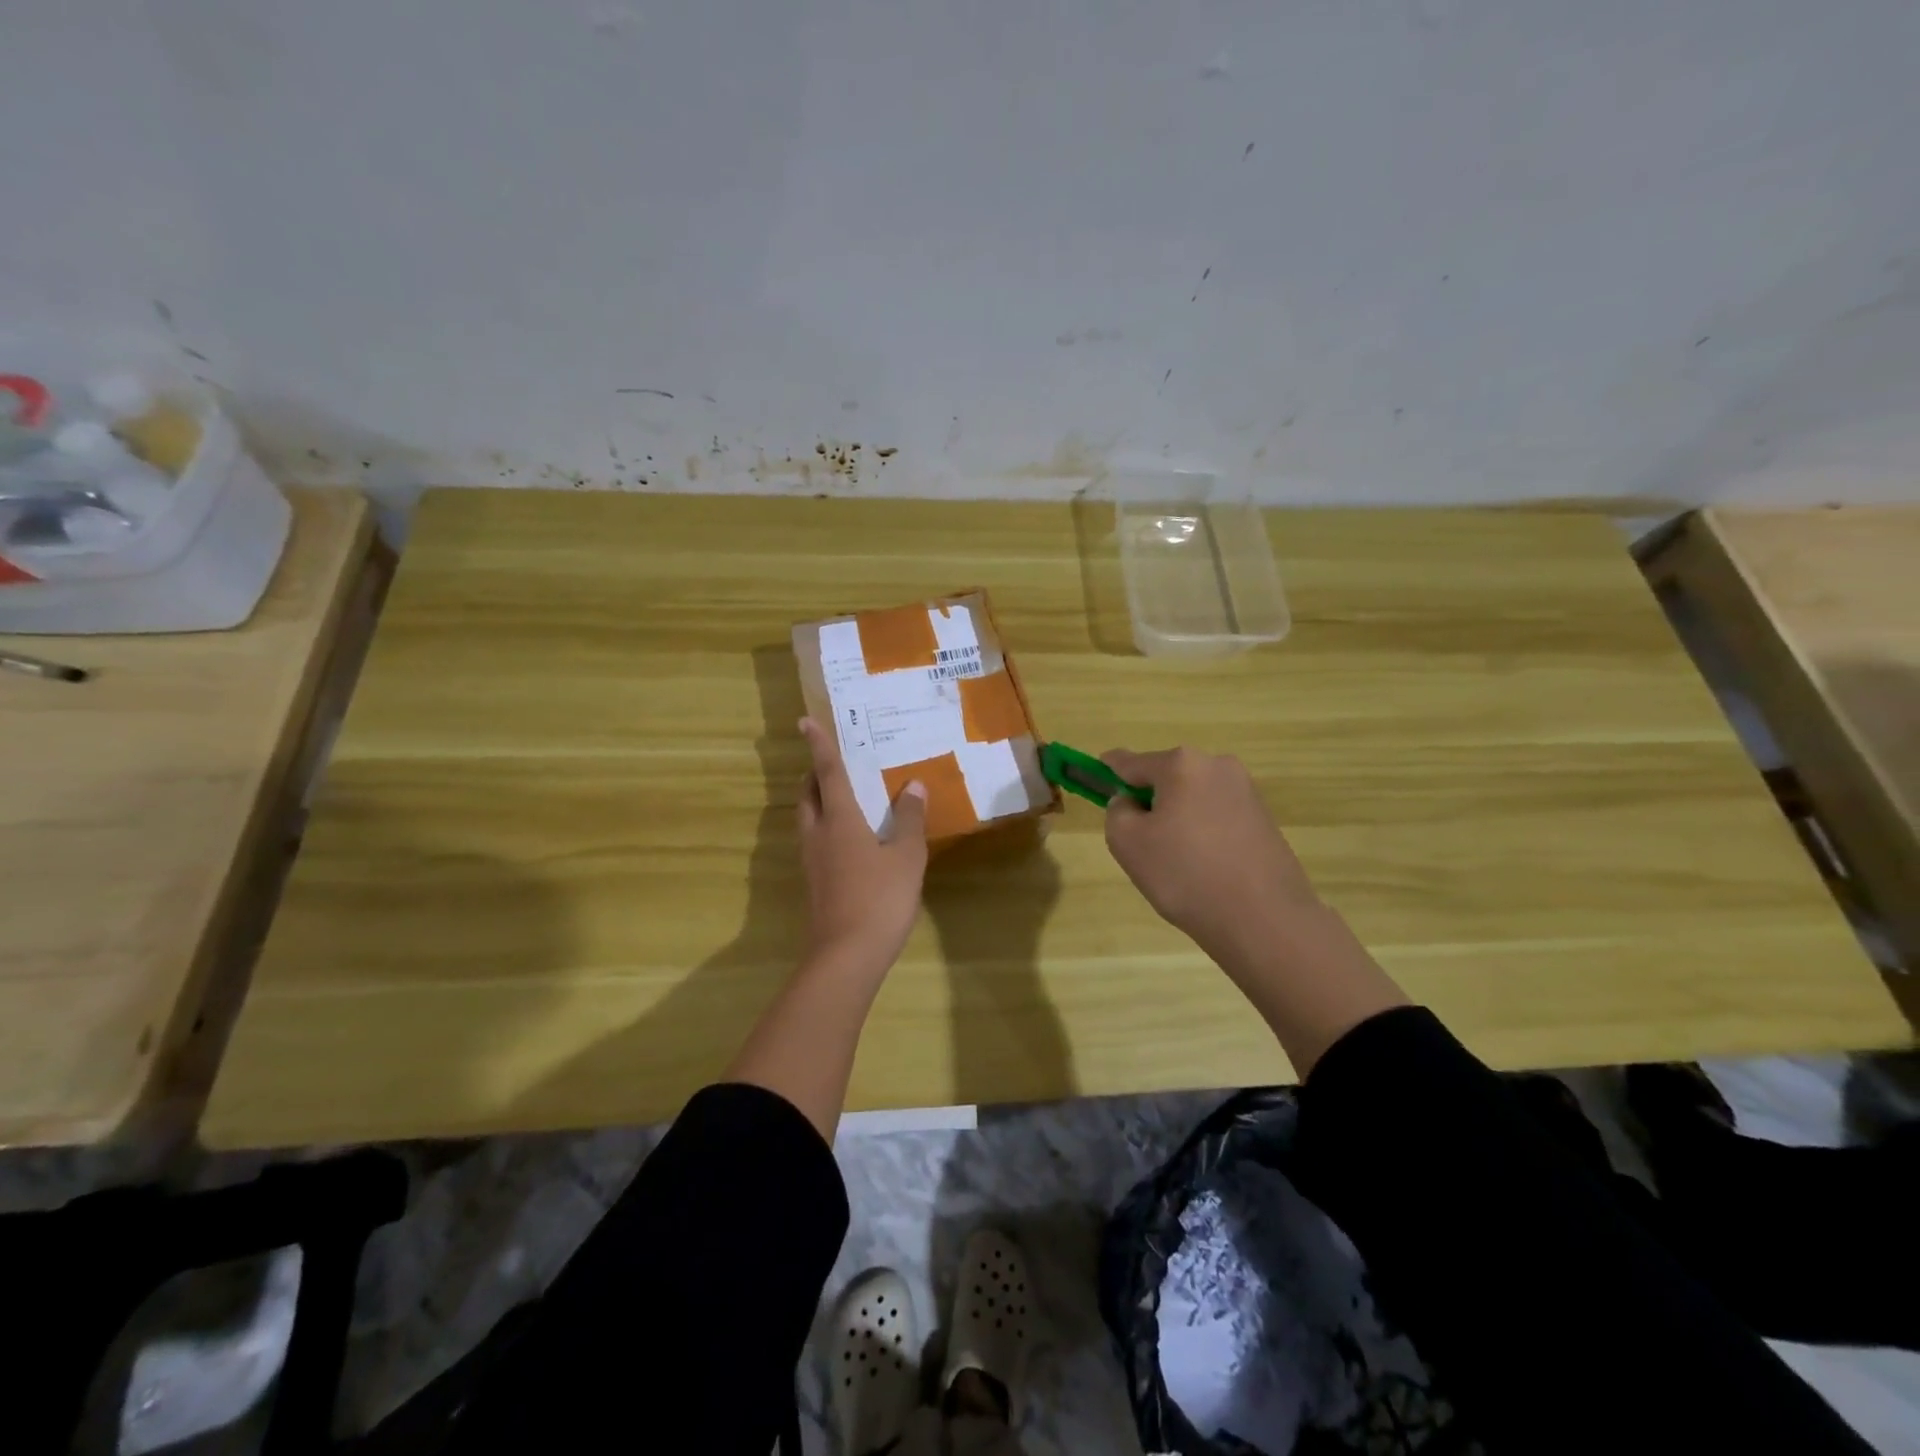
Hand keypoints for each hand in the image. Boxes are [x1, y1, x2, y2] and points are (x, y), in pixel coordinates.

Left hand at [797, 717, 928, 971]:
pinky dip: (826, 828)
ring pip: (807, 820)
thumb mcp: (907, 857)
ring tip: (842, 797)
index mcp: (840, 820)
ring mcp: (812, 861)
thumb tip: (914, 786)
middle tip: (832, 765)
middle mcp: (818, 834)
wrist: (847, 956)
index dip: (819, 745)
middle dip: (814, 775)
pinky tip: (850, 841)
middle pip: (808, 795)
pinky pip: (815, 842)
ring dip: (817, 802)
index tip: (804, 721)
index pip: (827, 772)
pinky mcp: (814, 883)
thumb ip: (911, 820)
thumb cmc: (880, 898)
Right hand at [1103, 745, 1409, 1076]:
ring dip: (1177, 818)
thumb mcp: (1127, 842)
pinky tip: (1205, 868)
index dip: (1108, 772)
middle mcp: (1217, 765)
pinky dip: (1203, 833)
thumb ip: (1117, 811)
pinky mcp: (1264, 819)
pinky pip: (1217, 816)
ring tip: (1177, 863)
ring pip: (1192, 798)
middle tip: (1141, 843)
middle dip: (1149, 801)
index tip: (1096, 781)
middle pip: (1165, 777)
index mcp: (1181, 764)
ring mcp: (1246, 791)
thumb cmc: (1185, 874)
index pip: (1130, 762)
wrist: (1264, 919)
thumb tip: (1131, 803)